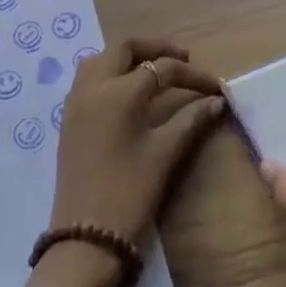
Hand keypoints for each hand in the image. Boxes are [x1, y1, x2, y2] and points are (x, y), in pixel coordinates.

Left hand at [24, 39, 224, 286]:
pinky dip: (111, 72)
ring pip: (102, 58)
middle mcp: (93, 86)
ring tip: (155, 70)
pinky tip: (129, 90)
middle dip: (155, 48)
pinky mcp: (69, 118)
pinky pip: (89, 78)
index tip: (215, 87)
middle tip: (182, 60)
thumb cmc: (128, 193)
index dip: (192, 75)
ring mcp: (76, 101)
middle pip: (125, 48)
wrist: (84, 237)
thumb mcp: (164, 154)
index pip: (162, 69)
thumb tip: (216, 101)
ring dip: (129, 57)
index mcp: (118, 92)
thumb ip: (190, 120)